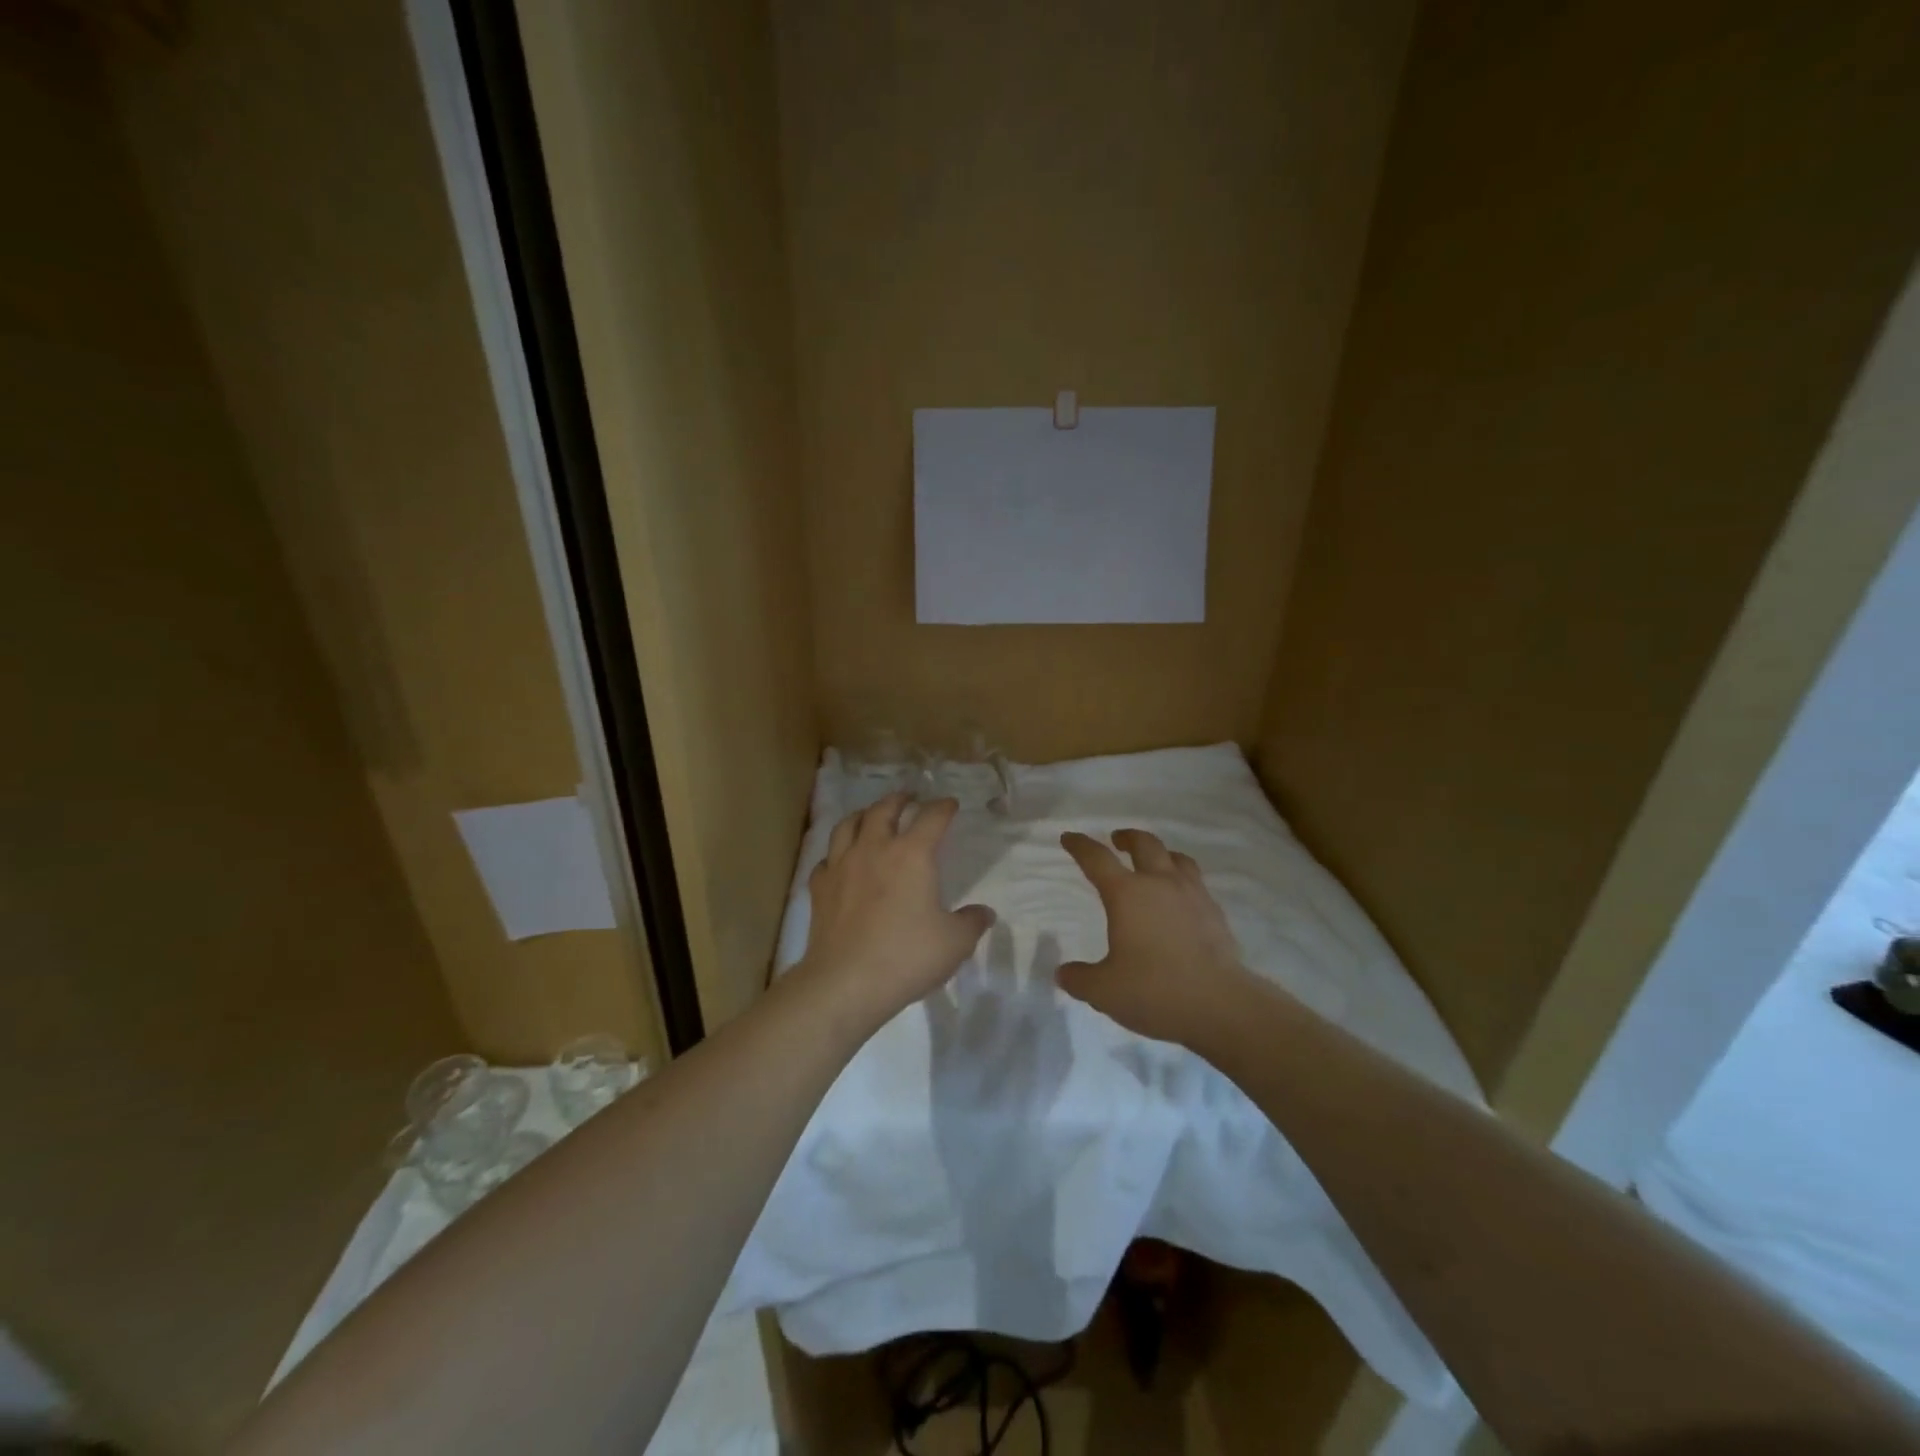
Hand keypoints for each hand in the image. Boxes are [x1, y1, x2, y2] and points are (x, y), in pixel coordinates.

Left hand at [800, 792, 994, 1030]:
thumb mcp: (954, 943)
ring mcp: (841, 866)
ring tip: (870, 816)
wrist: (845, 982)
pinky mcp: (820, 888)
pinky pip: (826, 859)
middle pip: (884, 809)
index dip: (943, 807)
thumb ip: (972, 923)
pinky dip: (836, 854)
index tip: (950, 804)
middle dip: (899, 800)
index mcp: (912, 855)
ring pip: (848, 825)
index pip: (931, 817)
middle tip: (908, 798)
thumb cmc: (906, 957)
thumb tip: (985, 913)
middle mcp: (874, 849)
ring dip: (863, 815)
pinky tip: (840, 862)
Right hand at [1057, 829, 1250, 1046]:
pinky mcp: (1215, 912)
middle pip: (1144, 844)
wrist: (1220, 1005)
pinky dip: (1182, 879)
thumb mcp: (1104, 991)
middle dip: (1127, 837)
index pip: (1097, 859)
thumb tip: (1064, 973)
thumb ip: (1080, 979)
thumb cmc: (1155, 991)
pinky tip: (1180, 898)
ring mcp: (1192, 895)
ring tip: (1154, 861)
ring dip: (1160, 853)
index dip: (1080, 846)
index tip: (1069, 838)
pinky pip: (1196, 882)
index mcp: (1126, 894)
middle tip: (1117, 840)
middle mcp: (1159, 884)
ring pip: (1176, 858)